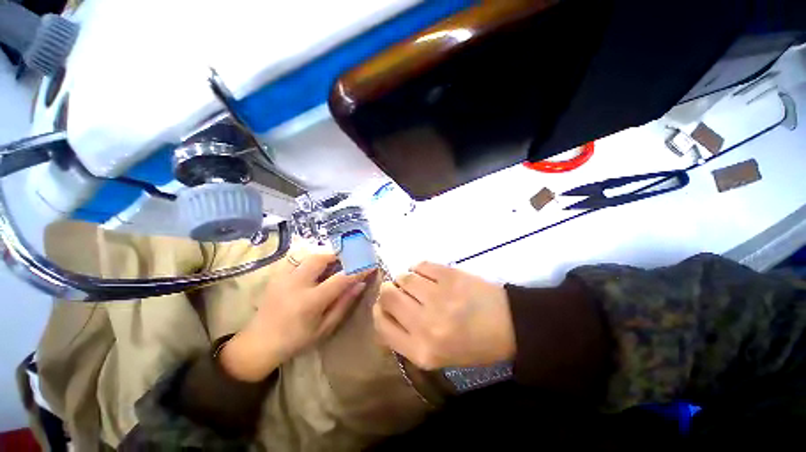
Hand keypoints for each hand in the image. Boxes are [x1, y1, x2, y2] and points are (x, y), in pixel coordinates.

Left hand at [220, 251, 371, 381]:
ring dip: (324, 254)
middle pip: (320, 258)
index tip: (370, 264)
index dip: (357, 269)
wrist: (259, 343)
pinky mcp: (276, 275)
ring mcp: (283, 277)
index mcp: (310, 302)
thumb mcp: (325, 328)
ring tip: (334, 261)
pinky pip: (296, 258)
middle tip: (349, 258)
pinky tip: (315, 265)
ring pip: (308, 254)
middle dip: (338, 254)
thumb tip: (361, 284)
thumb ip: (344, 304)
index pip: (340, 279)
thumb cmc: (296, 340)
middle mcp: (296, 285)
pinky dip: (309, 257)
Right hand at [372, 262, 514, 369]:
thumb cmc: (472, 344)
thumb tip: (383, 310)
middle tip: (401, 290)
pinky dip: (420, 268)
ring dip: (407, 278)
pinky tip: (428, 274)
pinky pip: (421, 265)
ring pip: (403, 277)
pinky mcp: (450, 275)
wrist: (509, 325)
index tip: (385, 304)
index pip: (381, 324)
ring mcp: (439, 297)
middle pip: (387, 295)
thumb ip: (405, 337)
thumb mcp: (435, 356)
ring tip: (419, 284)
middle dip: (389, 290)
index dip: (379, 310)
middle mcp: (426, 324)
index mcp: (421, 351)